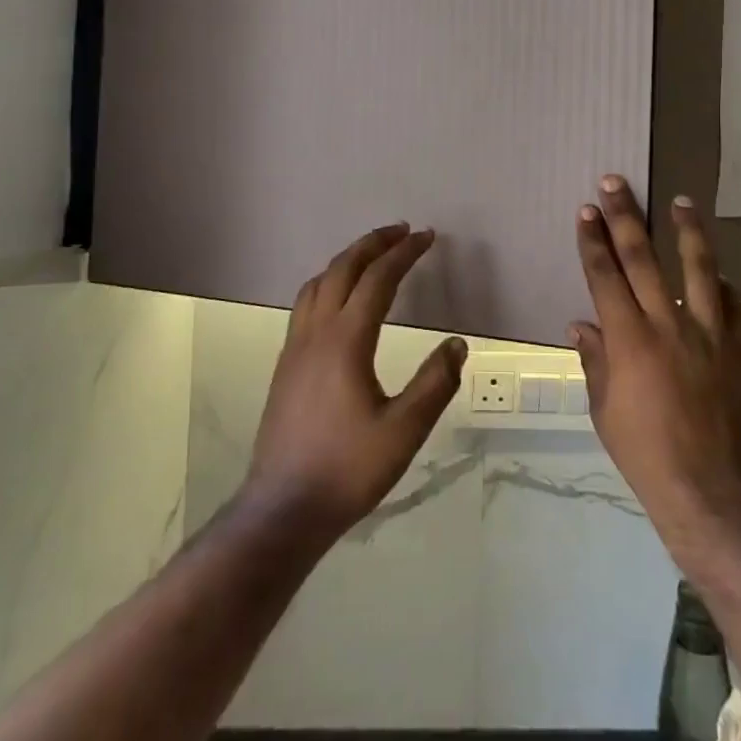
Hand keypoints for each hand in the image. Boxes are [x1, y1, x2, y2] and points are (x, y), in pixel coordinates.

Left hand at [243, 224, 466, 546]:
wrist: (283, 509)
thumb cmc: (347, 469)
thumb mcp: (404, 431)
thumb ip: (434, 384)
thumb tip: (457, 344)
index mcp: (346, 341)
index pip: (377, 280)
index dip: (403, 254)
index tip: (426, 236)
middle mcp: (316, 334)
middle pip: (342, 270)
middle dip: (372, 244)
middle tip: (401, 231)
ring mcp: (295, 348)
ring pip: (317, 284)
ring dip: (346, 261)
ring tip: (371, 256)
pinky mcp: (285, 366)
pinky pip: (306, 304)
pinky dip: (328, 283)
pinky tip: (339, 301)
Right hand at [569, 178, 740, 574]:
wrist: (715, 493)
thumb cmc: (648, 455)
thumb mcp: (605, 412)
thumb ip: (595, 362)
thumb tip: (582, 325)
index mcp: (630, 340)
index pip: (605, 277)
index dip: (593, 241)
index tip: (586, 211)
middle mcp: (669, 325)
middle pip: (644, 259)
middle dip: (626, 217)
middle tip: (616, 183)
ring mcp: (711, 334)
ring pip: (699, 268)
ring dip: (687, 231)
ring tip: (683, 202)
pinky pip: (732, 305)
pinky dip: (721, 284)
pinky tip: (717, 273)